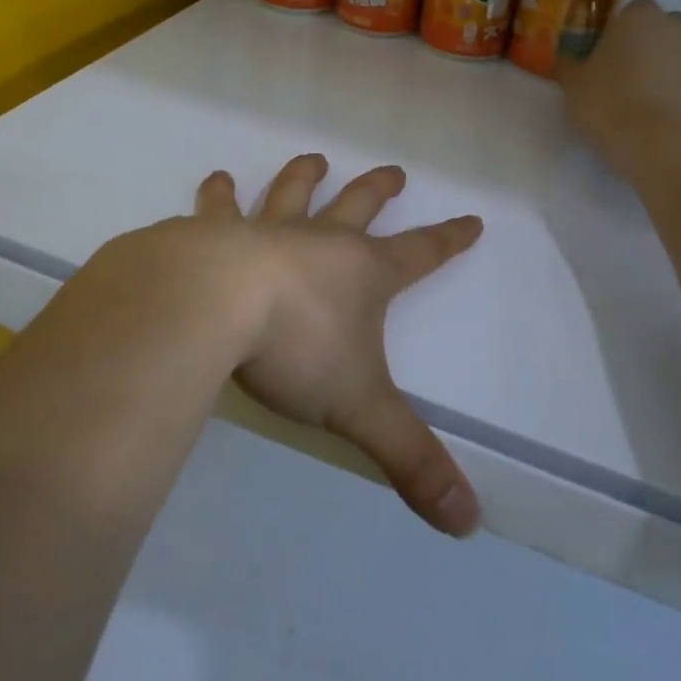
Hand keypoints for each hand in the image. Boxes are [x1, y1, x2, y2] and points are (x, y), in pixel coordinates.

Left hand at [194, 155, 483, 537]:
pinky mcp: (212, 234)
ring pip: (292, 193)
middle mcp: (319, 242)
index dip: (449, 239)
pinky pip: (219, 208)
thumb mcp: (359, 410)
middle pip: (358, 205)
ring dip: (304, 175)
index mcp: (362, 274)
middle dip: (379, 189)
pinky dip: (218, 194)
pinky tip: (216, 180)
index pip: (421, 253)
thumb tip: (468, 523)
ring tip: (312, 158)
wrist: (210, 306)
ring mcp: (265, 232)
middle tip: (394, 171)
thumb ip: (411, 461)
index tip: (471, 219)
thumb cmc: (294, 350)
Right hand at [558, 0, 680, 172]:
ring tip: (640, 105)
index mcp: (639, 16)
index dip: (613, 34)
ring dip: (661, 71)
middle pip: (656, 30)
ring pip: (675, 56)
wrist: (667, 147)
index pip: (627, 12)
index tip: (601, 58)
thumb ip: (569, 66)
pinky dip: (678, 93)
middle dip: (642, 48)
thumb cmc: (611, 104)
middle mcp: (676, 26)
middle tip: (619, 79)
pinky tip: (660, 119)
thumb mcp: (573, 86)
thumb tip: (566, 59)